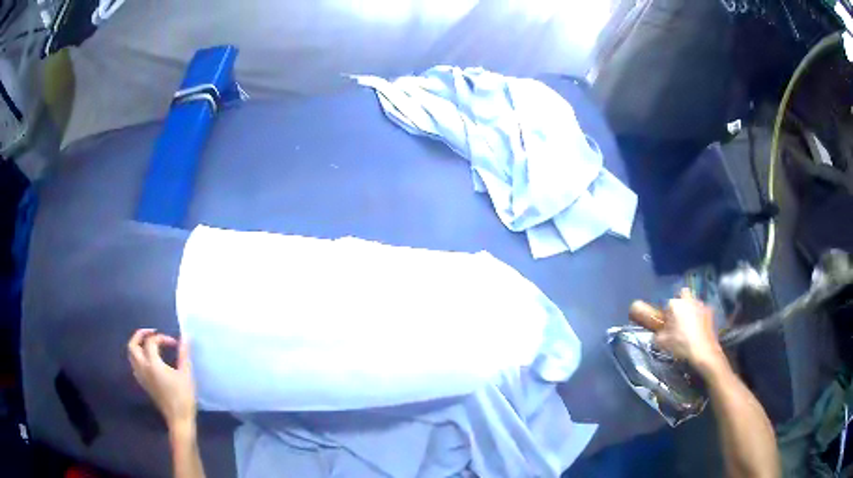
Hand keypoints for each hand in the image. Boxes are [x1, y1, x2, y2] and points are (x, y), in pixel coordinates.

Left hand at [128, 329, 195, 429]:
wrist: (179, 419)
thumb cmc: (184, 397)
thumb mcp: (186, 374)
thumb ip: (184, 354)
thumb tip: (185, 337)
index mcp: (152, 364)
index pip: (151, 342)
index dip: (162, 338)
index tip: (175, 343)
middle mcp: (143, 368)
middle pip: (133, 345)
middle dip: (140, 335)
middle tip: (152, 333)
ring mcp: (141, 377)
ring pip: (131, 355)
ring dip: (137, 345)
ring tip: (149, 344)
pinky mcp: (143, 384)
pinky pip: (134, 365)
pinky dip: (138, 357)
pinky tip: (148, 360)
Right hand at [655, 289, 726, 375]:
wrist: (704, 350)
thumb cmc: (683, 344)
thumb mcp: (665, 343)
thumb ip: (659, 336)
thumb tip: (658, 335)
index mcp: (677, 304)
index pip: (668, 305)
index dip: (667, 314)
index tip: (667, 325)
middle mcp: (690, 300)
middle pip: (684, 294)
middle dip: (681, 303)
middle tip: (679, 318)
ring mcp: (702, 305)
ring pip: (694, 303)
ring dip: (691, 310)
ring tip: (690, 326)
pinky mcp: (711, 312)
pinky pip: (702, 311)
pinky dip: (700, 317)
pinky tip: (699, 329)